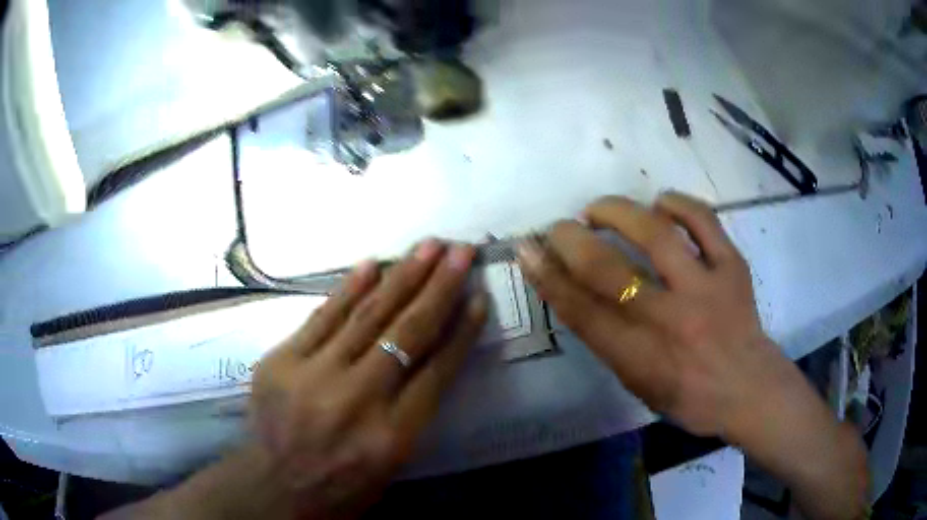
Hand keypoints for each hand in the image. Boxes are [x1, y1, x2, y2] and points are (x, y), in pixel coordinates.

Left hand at [250, 240, 487, 518]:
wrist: (275, 488)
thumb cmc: (342, 487)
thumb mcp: (393, 462)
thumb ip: (414, 411)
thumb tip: (432, 355)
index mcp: (392, 436)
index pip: (437, 372)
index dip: (461, 332)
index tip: (479, 298)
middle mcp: (357, 401)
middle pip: (406, 334)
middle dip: (439, 288)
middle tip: (460, 251)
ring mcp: (314, 376)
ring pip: (367, 317)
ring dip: (401, 277)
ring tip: (427, 247)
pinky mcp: (282, 361)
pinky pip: (321, 317)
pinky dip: (348, 289)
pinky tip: (371, 264)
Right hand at [517, 192, 866, 519]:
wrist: (749, 388)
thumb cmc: (690, 397)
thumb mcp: (639, 385)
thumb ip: (609, 342)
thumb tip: (577, 294)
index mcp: (642, 358)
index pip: (581, 311)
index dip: (548, 276)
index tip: (527, 249)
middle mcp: (671, 321)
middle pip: (609, 271)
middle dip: (571, 240)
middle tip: (559, 227)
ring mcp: (706, 289)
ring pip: (656, 235)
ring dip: (618, 212)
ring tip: (600, 209)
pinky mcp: (733, 267)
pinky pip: (705, 222)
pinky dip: (678, 204)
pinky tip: (661, 203)